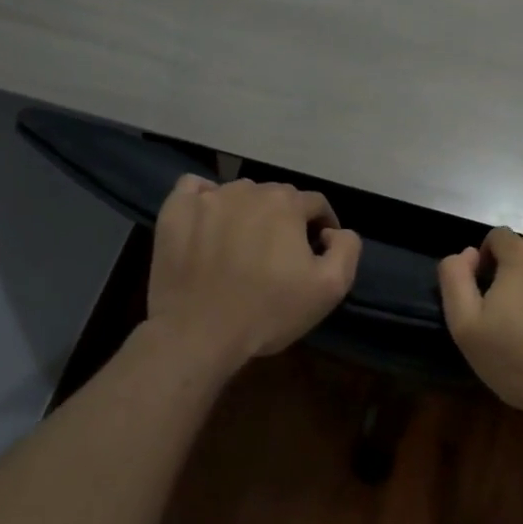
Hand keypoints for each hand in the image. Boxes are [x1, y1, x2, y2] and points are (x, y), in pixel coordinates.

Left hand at [145, 175, 361, 372]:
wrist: (198, 334)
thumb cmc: (268, 311)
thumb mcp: (330, 288)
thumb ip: (347, 248)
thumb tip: (334, 231)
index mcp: (287, 204)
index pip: (316, 204)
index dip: (322, 226)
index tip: (318, 251)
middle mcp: (248, 190)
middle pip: (277, 197)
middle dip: (285, 219)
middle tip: (280, 254)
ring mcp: (207, 199)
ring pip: (239, 194)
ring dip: (248, 213)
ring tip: (243, 245)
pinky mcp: (175, 212)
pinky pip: (194, 189)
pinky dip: (205, 200)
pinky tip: (208, 223)